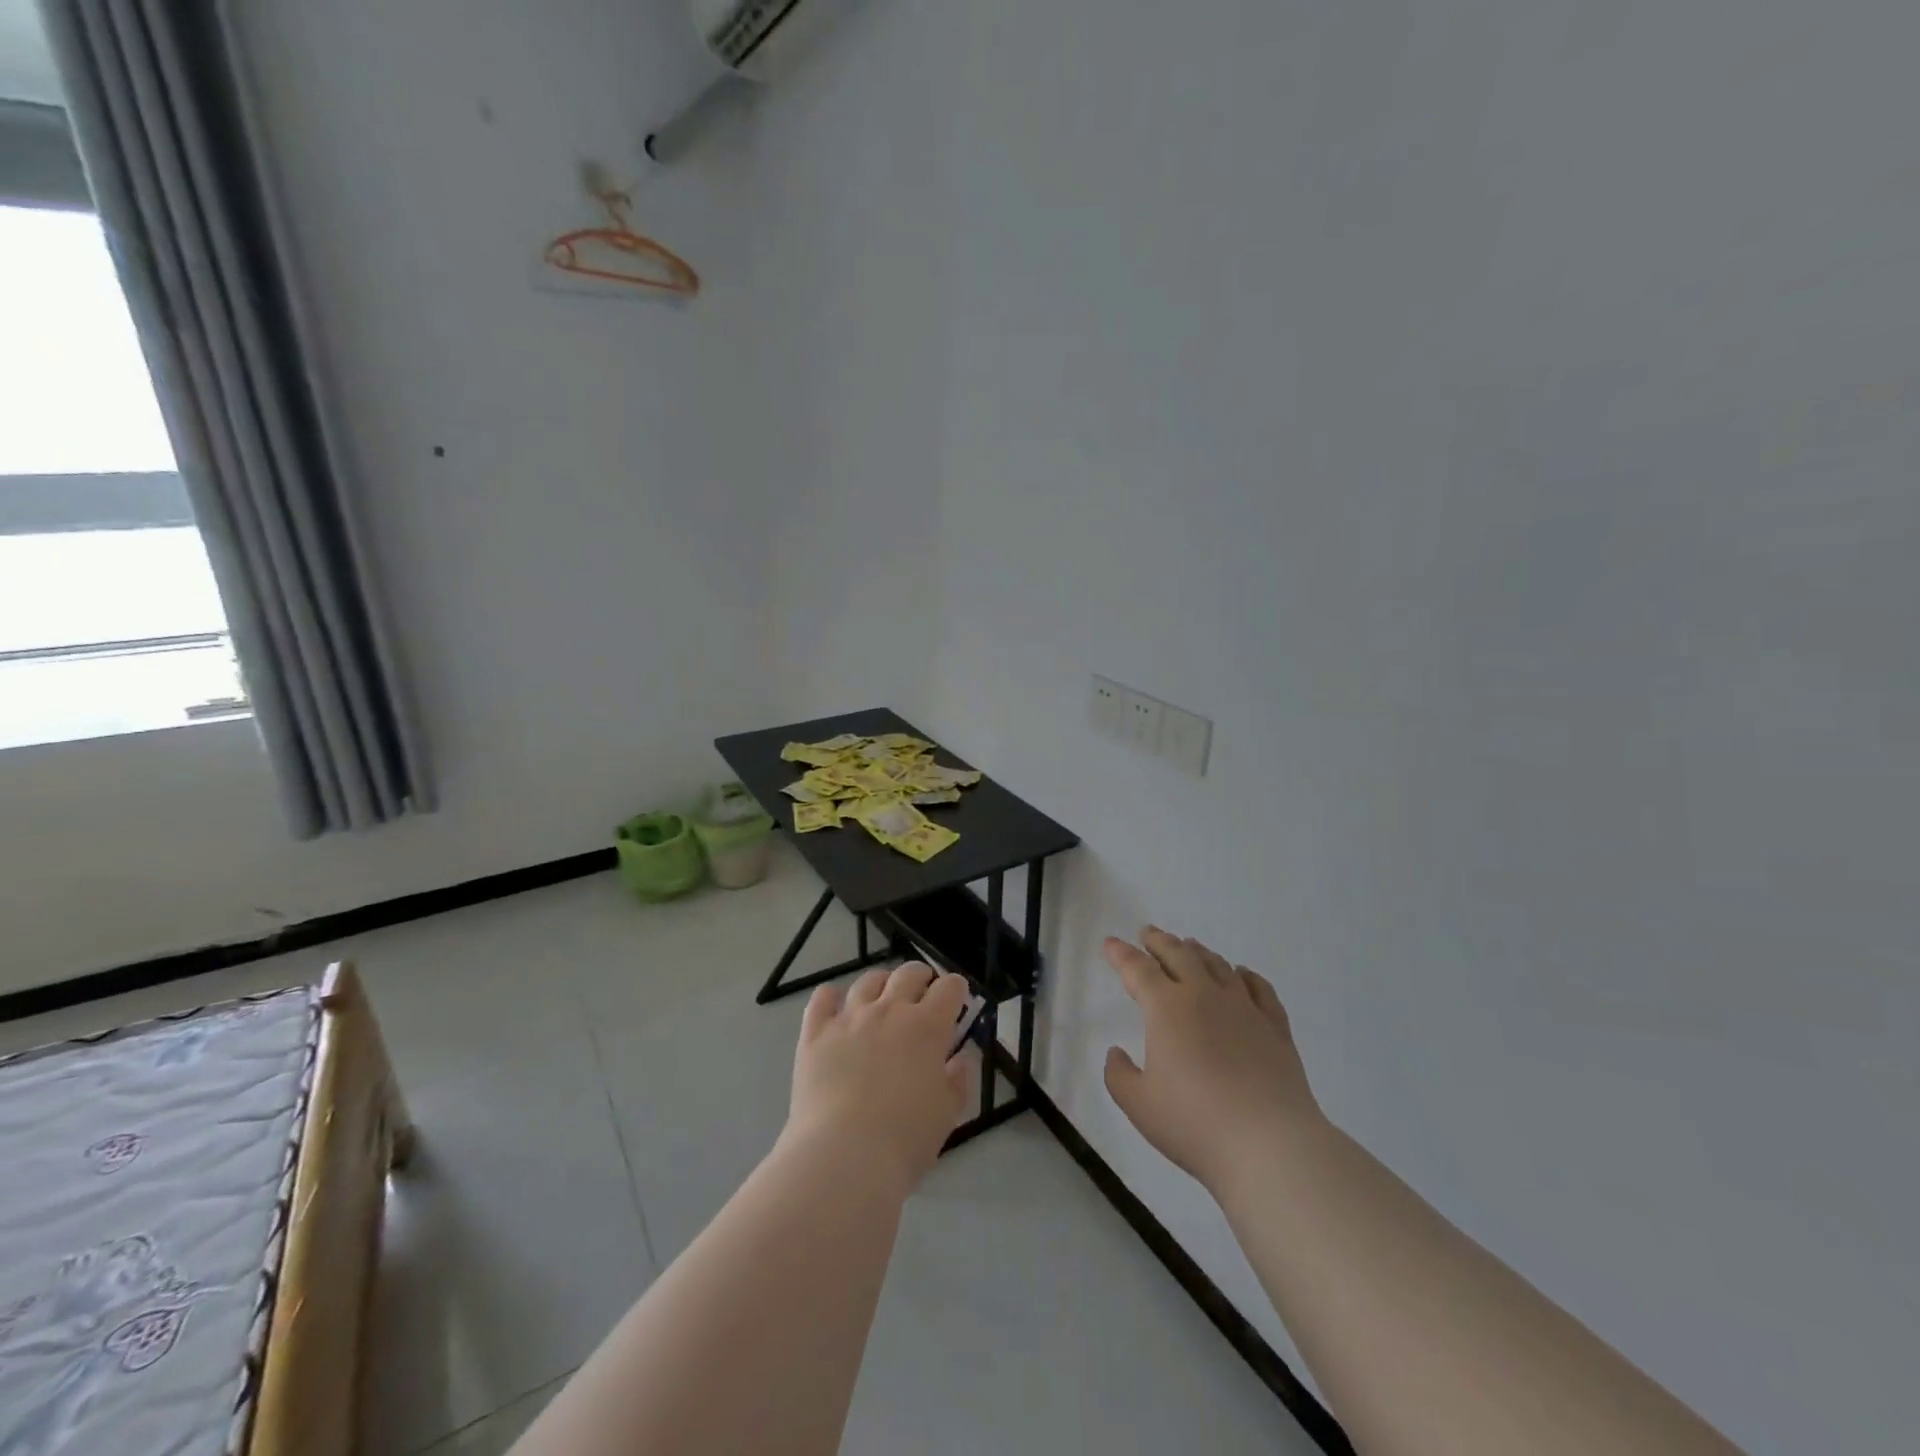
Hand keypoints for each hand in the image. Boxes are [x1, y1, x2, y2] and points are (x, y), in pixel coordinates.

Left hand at [785, 963, 974, 1191]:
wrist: (843, 1157)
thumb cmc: (905, 1140)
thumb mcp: (947, 1114)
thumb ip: (959, 1079)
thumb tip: (963, 1057)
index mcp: (927, 1027)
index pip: (949, 988)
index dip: (956, 989)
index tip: (957, 1001)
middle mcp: (889, 1011)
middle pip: (909, 973)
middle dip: (921, 977)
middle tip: (923, 993)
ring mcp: (849, 1018)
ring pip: (868, 980)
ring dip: (882, 983)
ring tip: (883, 997)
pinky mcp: (815, 1032)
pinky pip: (822, 998)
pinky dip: (831, 996)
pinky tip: (836, 1007)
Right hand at [1103, 928, 1324, 1192]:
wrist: (1270, 1145)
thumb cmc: (1194, 1123)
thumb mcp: (1139, 1104)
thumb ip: (1119, 1075)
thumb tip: (1117, 1054)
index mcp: (1166, 1008)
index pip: (1138, 969)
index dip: (1121, 954)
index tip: (1111, 943)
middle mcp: (1204, 996)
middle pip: (1179, 955)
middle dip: (1159, 941)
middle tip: (1148, 933)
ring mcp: (1244, 1008)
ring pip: (1217, 965)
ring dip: (1198, 952)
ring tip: (1189, 946)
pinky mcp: (1275, 1028)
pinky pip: (1259, 988)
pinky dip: (1246, 975)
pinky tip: (1242, 974)